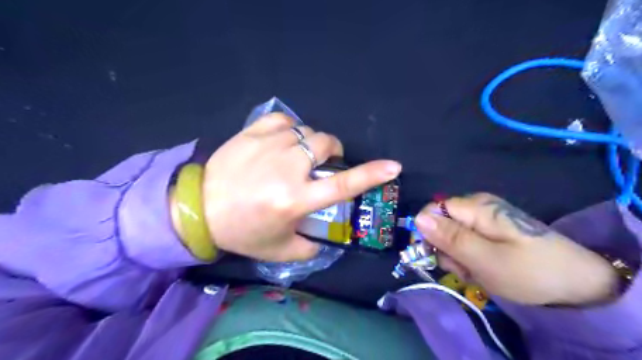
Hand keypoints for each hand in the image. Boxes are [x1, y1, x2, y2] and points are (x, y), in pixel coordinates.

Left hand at [195, 113, 399, 262]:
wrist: (198, 208)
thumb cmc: (241, 231)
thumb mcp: (279, 249)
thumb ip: (310, 246)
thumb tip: (325, 238)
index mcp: (295, 199)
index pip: (343, 185)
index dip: (371, 175)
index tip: (393, 166)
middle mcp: (287, 168)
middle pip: (327, 144)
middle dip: (333, 152)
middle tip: (322, 164)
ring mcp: (269, 145)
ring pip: (307, 132)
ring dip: (311, 144)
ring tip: (298, 156)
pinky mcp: (252, 132)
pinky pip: (284, 120)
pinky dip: (291, 129)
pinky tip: (283, 140)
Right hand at [413, 195, 618, 305]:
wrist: (579, 283)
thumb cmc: (530, 272)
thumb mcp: (486, 260)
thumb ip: (450, 238)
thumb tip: (417, 218)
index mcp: (476, 207)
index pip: (432, 210)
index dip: (429, 233)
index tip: (440, 256)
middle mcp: (477, 206)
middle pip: (441, 223)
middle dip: (446, 248)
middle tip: (465, 268)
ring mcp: (485, 217)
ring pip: (451, 234)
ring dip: (457, 256)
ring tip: (477, 271)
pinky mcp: (491, 229)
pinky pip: (466, 239)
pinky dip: (469, 256)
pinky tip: (483, 268)